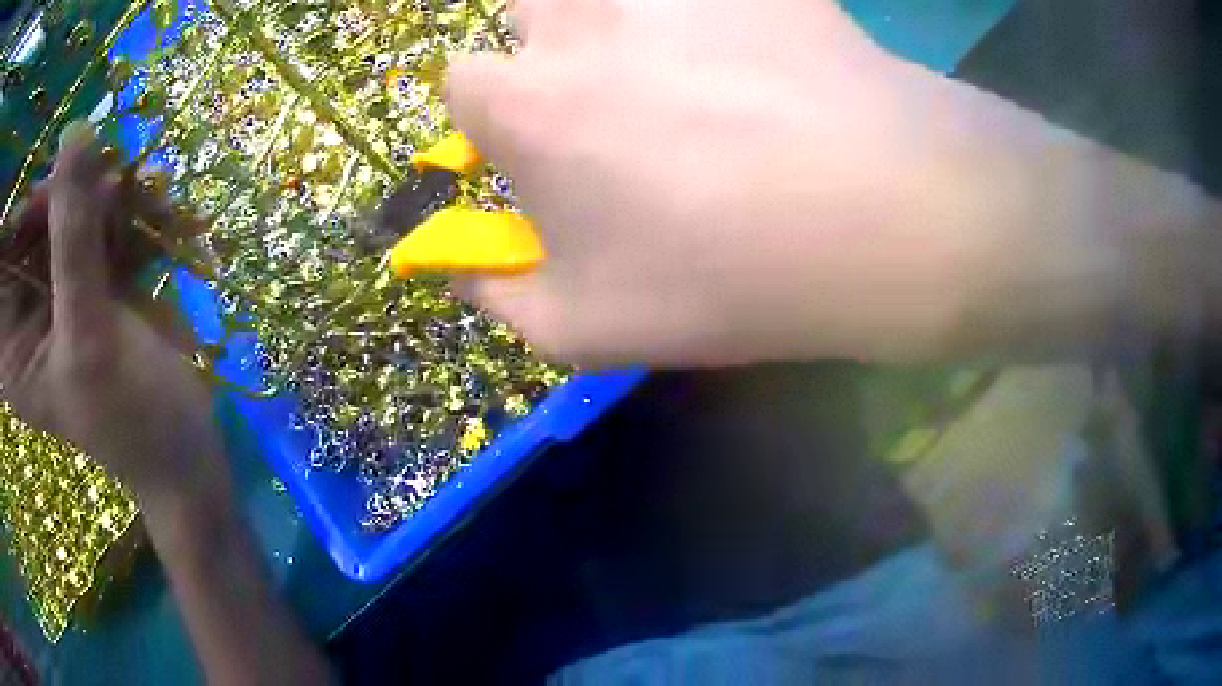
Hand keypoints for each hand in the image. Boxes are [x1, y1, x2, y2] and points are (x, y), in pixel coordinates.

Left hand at [0, 123, 229, 510]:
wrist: (184, 448)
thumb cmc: (130, 417)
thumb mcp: (89, 337)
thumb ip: (72, 239)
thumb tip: (74, 133)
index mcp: (10, 342)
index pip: (3, 255)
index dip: (19, 207)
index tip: (50, 185)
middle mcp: (25, 307)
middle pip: (31, 216)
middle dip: (65, 190)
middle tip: (106, 182)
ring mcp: (56, 287)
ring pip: (65, 205)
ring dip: (103, 190)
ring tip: (144, 192)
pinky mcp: (89, 274)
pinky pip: (97, 214)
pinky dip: (127, 202)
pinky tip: (156, 200)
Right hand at [445, 0, 974, 366]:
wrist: (879, 219)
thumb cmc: (720, 279)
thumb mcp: (586, 329)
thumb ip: (499, 298)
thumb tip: (461, 271)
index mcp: (524, 101)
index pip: (461, 82)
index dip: (492, 116)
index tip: (534, 146)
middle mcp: (580, 18)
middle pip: (530, 10)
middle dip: (550, 48)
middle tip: (617, 97)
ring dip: (629, 23)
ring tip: (696, 74)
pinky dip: (728, 16)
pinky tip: (769, 58)